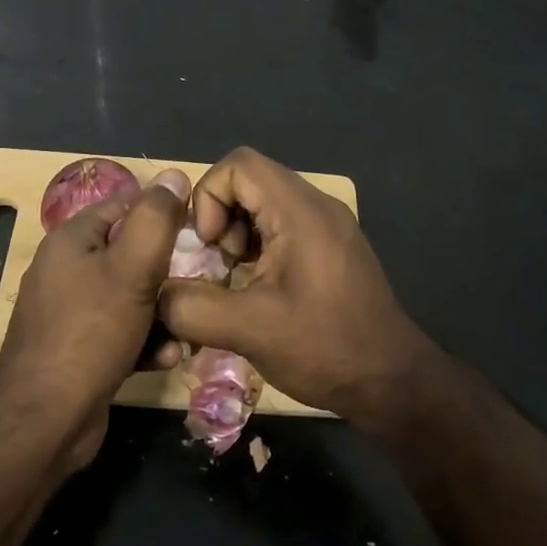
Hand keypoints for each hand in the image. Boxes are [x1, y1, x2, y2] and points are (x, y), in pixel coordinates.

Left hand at [0, 185, 185, 464]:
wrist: (45, 419)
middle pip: (130, 254)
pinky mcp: (78, 350)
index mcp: (72, 239)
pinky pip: (121, 332)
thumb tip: (174, 174)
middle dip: (168, 272)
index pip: (124, 205)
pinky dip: (145, 341)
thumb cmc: (91, 331)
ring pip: (131, 297)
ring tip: (187, 329)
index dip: (162, 214)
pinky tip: (166, 358)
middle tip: (199, 284)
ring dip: (162, 313)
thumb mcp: (133, 267)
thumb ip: (157, 218)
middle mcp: (66, 269)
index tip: (198, 233)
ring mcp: (70, 312)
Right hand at [158, 147, 438, 421]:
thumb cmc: (324, 347)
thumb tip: (155, 295)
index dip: (209, 197)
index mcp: (300, 211)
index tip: (209, 246)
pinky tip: (260, 289)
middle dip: (221, 218)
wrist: (392, 381)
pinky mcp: (333, 247)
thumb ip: (192, 307)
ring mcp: (329, 225)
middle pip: (251, 181)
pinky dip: (260, 246)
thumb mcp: (249, 330)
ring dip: (239, 234)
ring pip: (265, 204)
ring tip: (237, 280)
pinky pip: (284, 225)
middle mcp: (317, 205)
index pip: (239, 165)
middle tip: (219, 265)